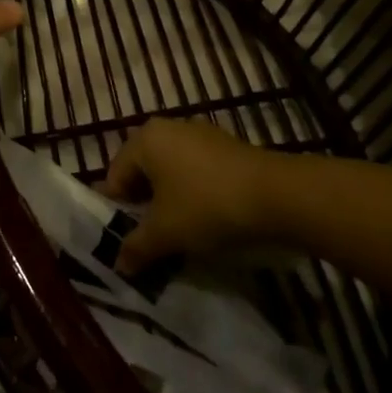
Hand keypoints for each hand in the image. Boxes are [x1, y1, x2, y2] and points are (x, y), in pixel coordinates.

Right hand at [93, 118, 280, 274]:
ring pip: (170, 171)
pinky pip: (195, 170)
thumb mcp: (166, 233)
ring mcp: (199, 134)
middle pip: (142, 171)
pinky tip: (204, 218)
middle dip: (142, 205)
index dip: (116, 210)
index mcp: (144, 139)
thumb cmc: (207, 206)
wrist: (277, 196)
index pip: (115, 175)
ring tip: (177, 232)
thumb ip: (136, 247)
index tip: (124, 240)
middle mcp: (168, 128)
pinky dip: (192, 192)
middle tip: (149, 238)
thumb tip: (119, 264)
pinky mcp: (225, 146)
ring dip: (168, 200)